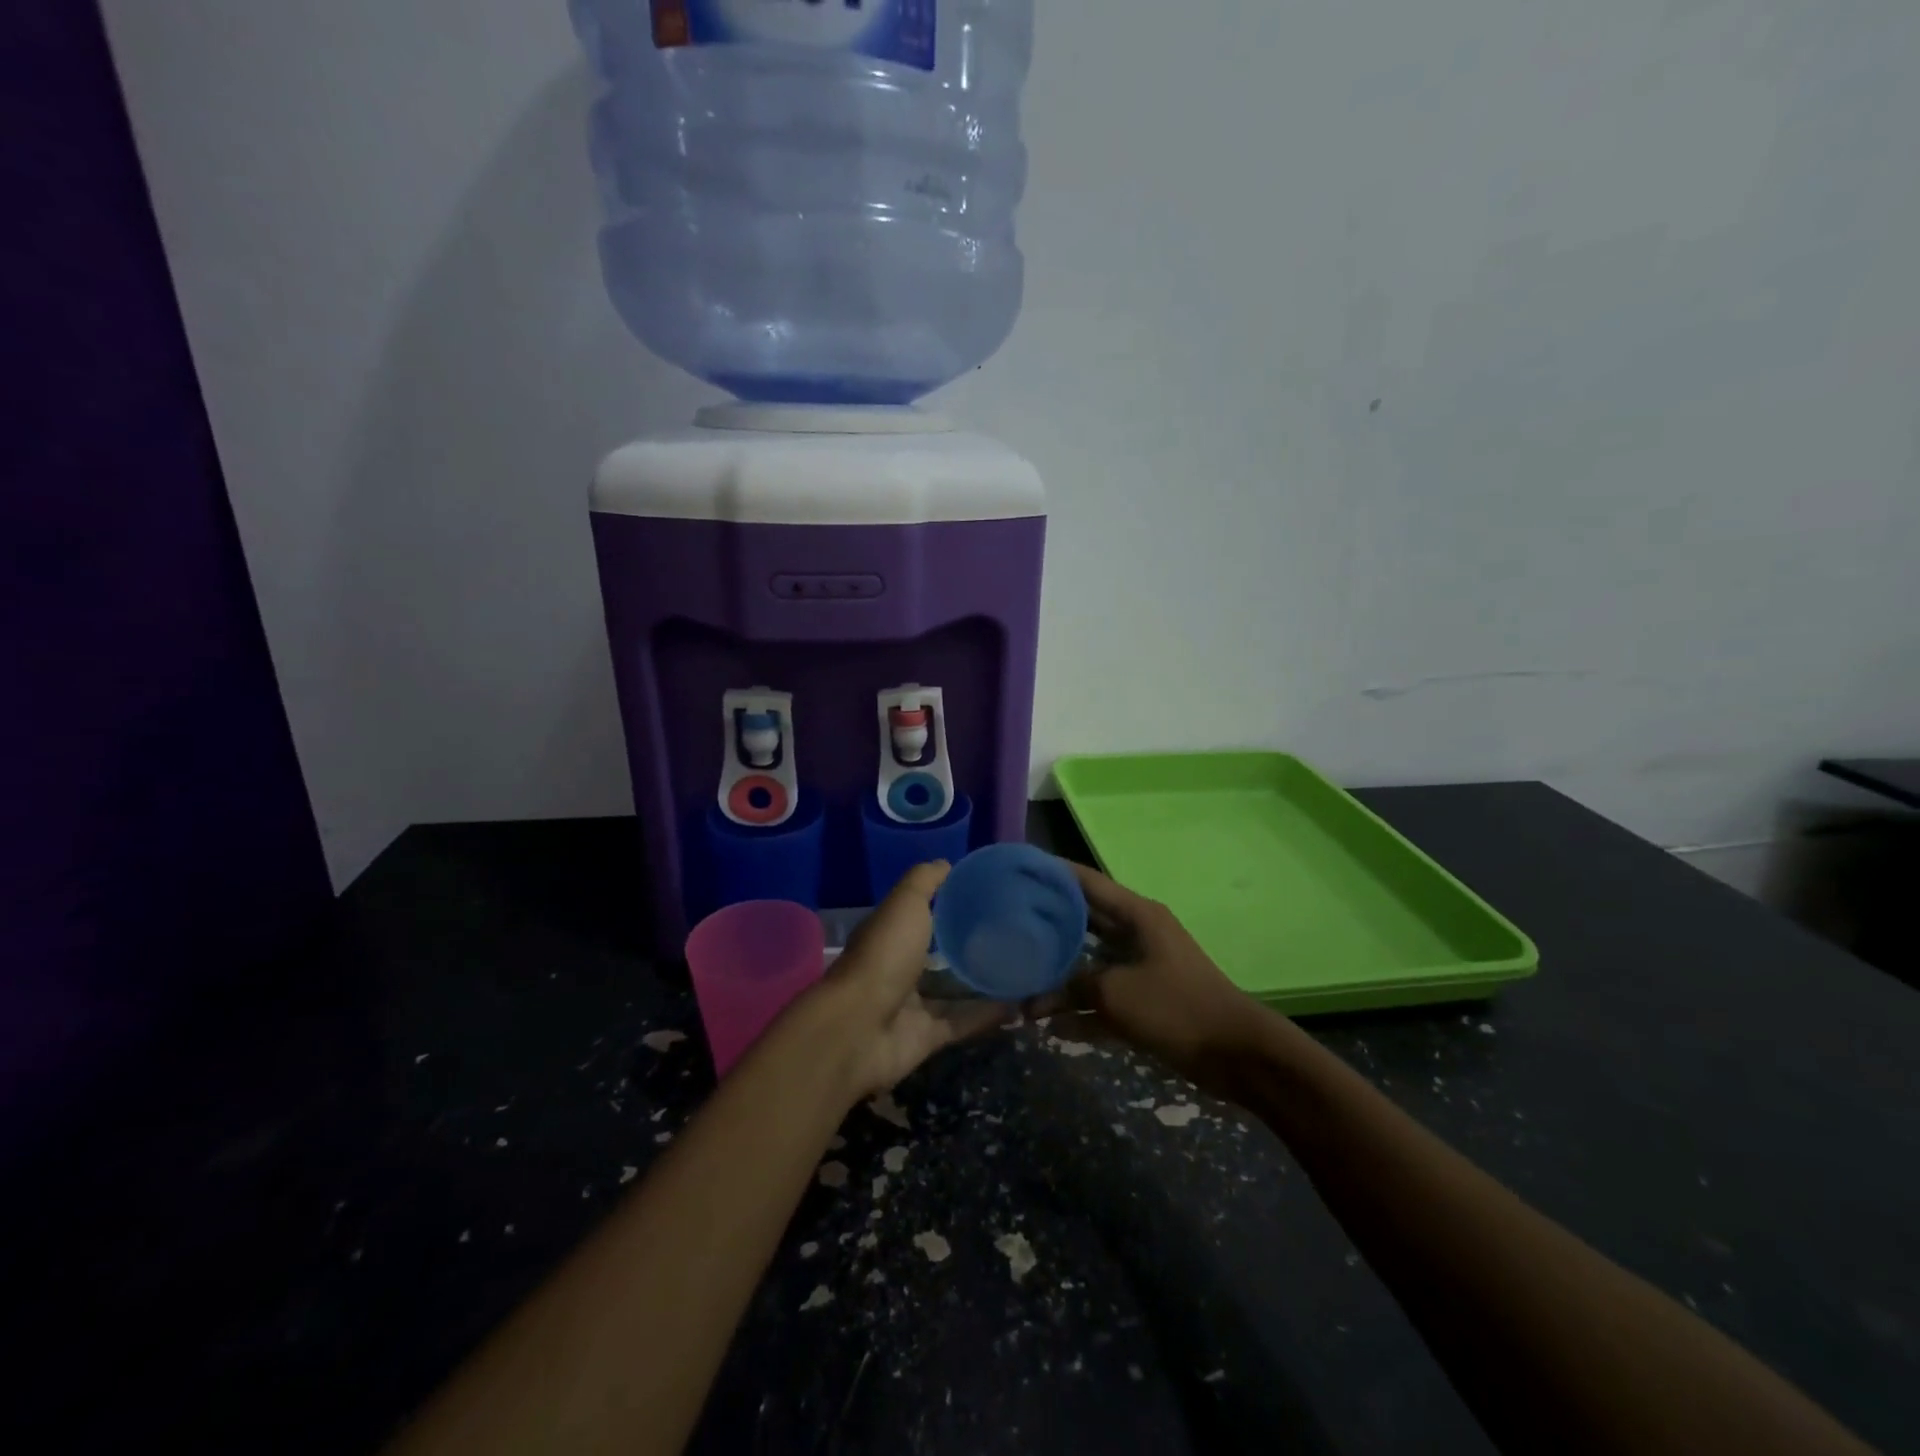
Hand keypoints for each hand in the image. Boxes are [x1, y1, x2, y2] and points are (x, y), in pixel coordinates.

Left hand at [799, 862, 1009, 1102]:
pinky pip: (962, 1022)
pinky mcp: (926, 1037)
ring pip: (953, 991)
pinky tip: (1019, 1004)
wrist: (860, 1028)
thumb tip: (947, 863)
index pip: (923, 914)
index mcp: (891, 933)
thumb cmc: (883, 955)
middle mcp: (899, 967)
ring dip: (983, 982)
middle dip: (971, 945)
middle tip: (1014, 933)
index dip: (950, 903)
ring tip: (1025, 969)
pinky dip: (987, 1015)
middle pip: (939, 954)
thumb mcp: (905, 903)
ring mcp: (912, 1005)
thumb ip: (925, 881)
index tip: (988, 895)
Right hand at [1032, 862, 1277, 1088]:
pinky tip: (1049, 1025)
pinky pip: (1103, 999)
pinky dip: (1080, 1010)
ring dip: (1060, 975)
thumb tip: (1032, 1000)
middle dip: (1048, 924)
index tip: (1016, 871)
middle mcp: (1137, 934)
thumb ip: (1071, 988)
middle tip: (1007, 923)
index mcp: (1136, 915)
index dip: (1051, 874)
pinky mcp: (1145, 1002)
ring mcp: (1141, 969)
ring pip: (1091, 963)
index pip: (1085, 882)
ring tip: (1019, 976)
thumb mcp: (1116, 992)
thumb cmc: (1176, 1007)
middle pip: (1084, 921)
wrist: (1237, 1054)